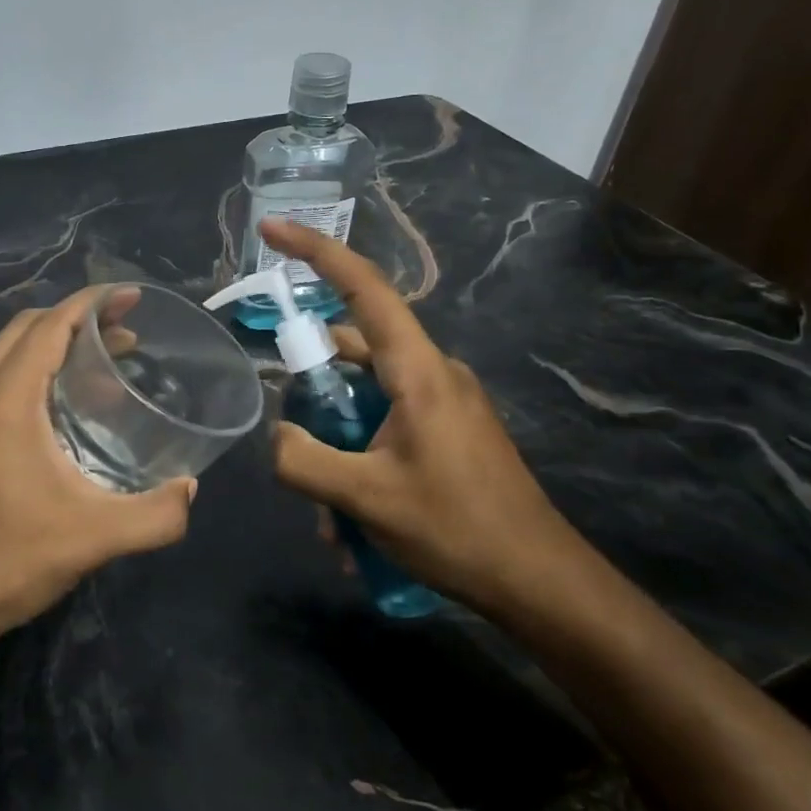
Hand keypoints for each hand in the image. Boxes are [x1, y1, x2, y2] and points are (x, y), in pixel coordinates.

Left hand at [0, 286, 195, 665]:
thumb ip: (155, 515)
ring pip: (5, 356)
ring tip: (101, 367)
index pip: (51, 324)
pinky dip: (32, 374)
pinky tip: (61, 413)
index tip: (132, 297)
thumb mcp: (94, 538)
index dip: (94, 303)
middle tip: (127, 334)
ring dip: (52, 347)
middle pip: (26, 329)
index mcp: (5, 399)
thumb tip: (189, 490)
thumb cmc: (6, 560)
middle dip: (78, 320)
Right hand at [260, 218, 589, 616]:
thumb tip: (275, 435)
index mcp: (417, 370)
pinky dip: (359, 462)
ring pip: (365, 401)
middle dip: (313, 396)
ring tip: (328, 515)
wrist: (539, 581)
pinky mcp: (446, 432)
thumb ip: (304, 460)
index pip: (363, 288)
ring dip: (336, 446)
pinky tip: (352, 526)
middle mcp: (431, 373)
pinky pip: (385, 427)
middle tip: (293, 443)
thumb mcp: (365, 498)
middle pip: (352, 352)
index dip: (315, 252)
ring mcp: (441, 403)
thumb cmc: (457, 529)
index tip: (272, 229)